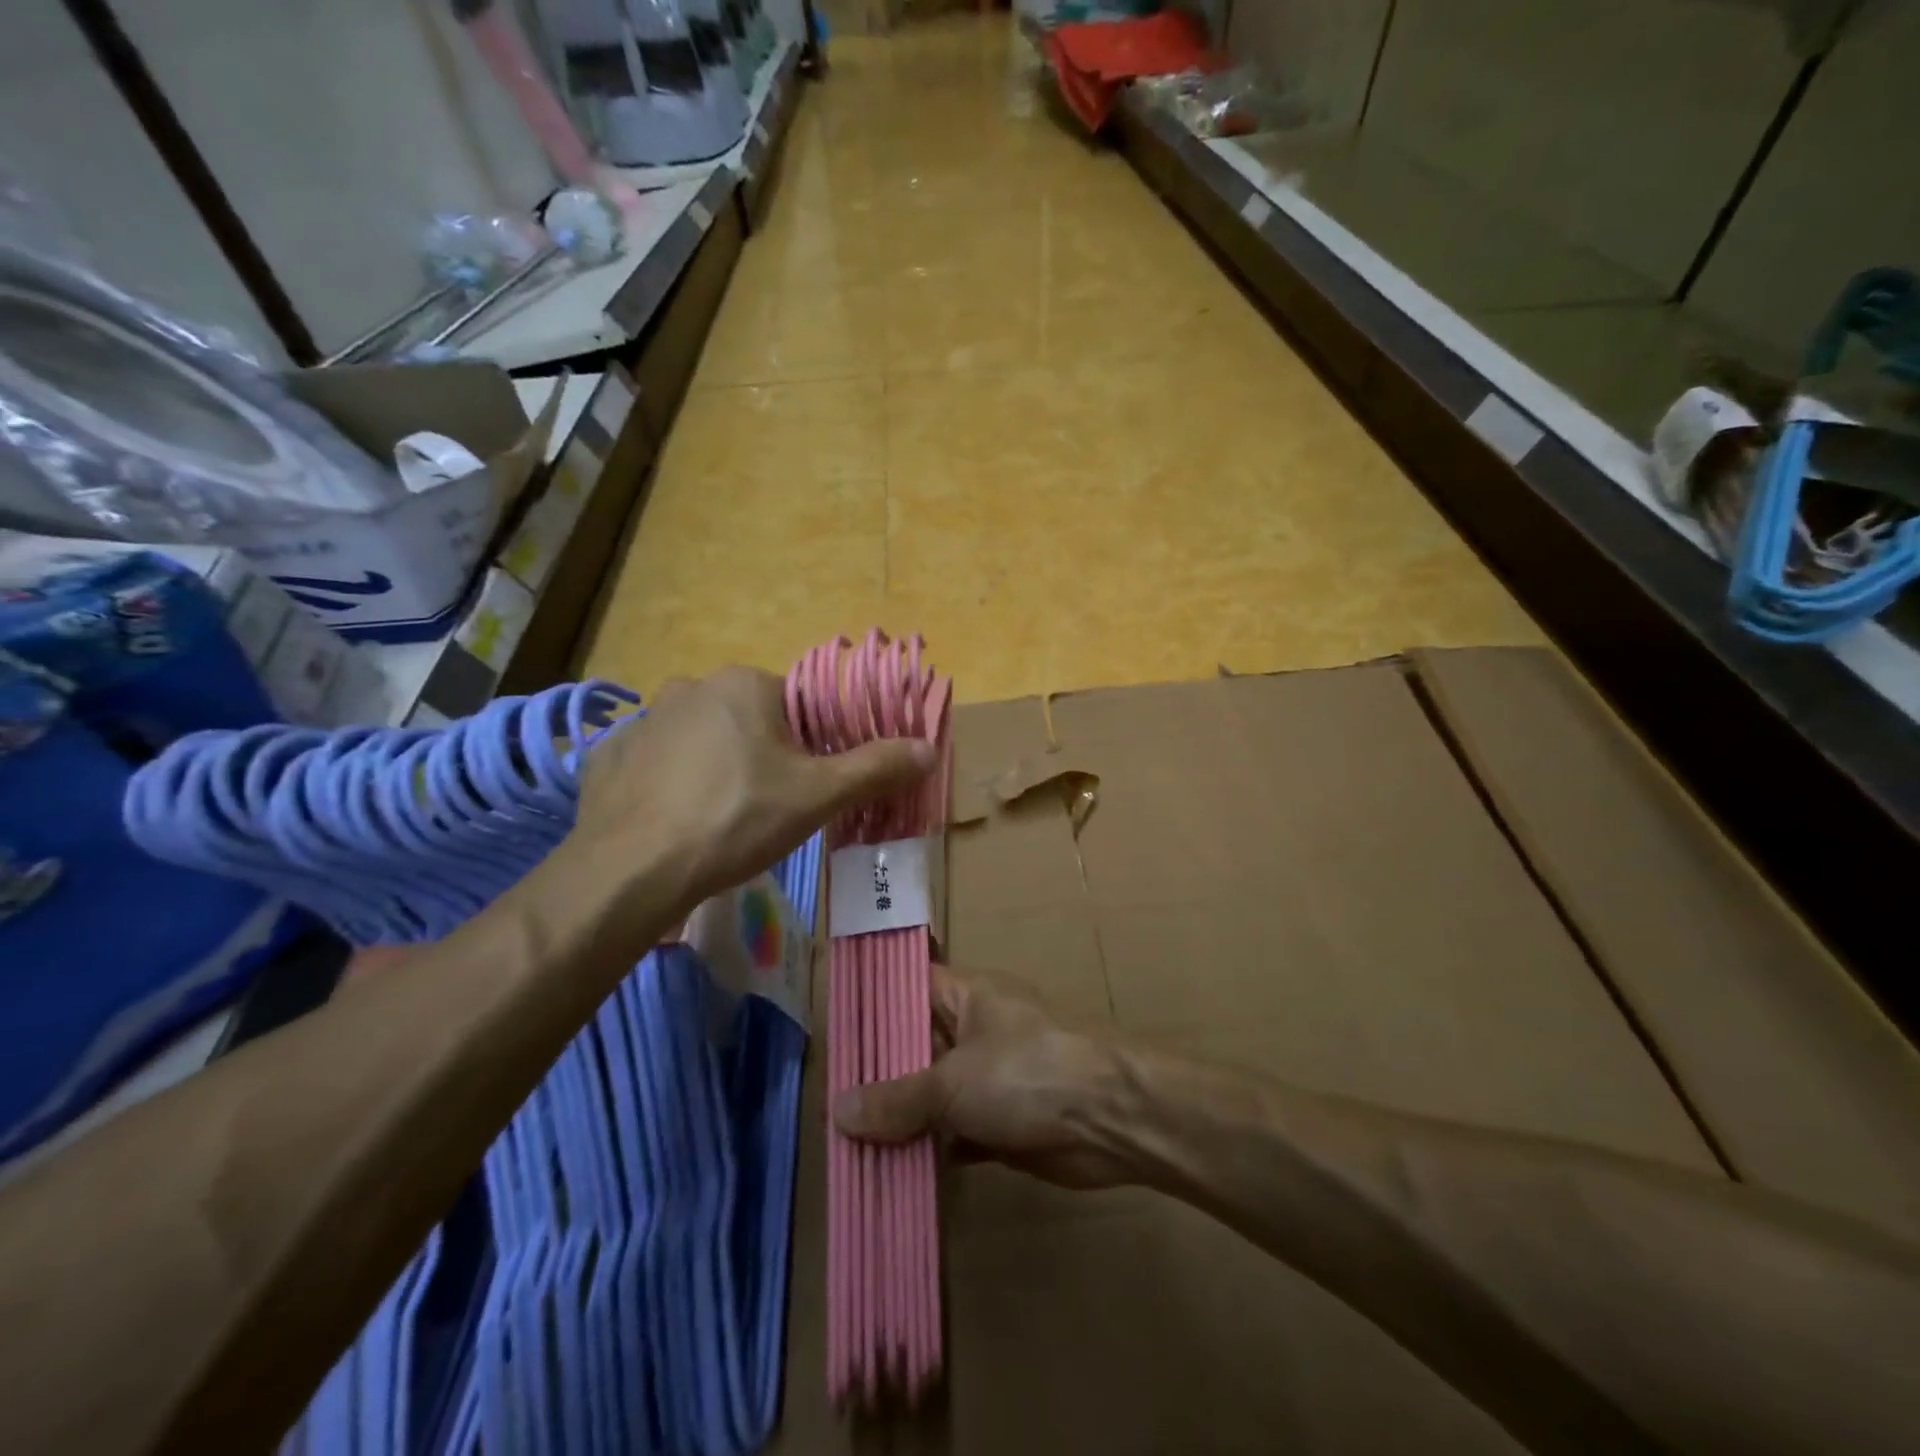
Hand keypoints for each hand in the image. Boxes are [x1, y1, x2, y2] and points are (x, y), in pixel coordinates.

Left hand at [572, 666, 933, 917]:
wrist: (634, 869)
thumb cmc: (737, 819)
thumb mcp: (817, 796)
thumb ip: (875, 767)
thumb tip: (929, 747)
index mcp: (745, 684)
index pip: (797, 705)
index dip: (811, 747)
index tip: (806, 787)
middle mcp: (692, 686)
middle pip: (749, 721)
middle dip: (764, 758)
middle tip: (767, 808)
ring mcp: (643, 719)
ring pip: (702, 740)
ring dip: (717, 768)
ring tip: (720, 821)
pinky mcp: (609, 755)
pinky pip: (655, 763)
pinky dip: (670, 784)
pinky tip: (674, 822)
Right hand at [833, 966, 1134, 1190]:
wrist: (1113, 1120)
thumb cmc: (1029, 1074)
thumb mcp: (953, 1081)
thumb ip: (897, 1098)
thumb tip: (838, 1111)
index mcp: (968, 996)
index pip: (907, 987)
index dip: (871, 1005)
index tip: (831, 1033)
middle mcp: (977, 1030)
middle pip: (916, 1046)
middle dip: (878, 1075)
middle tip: (825, 1102)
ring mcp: (992, 1077)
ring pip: (934, 1094)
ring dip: (901, 1119)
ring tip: (844, 1144)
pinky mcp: (1003, 1122)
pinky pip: (954, 1133)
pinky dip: (929, 1151)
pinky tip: (890, 1173)